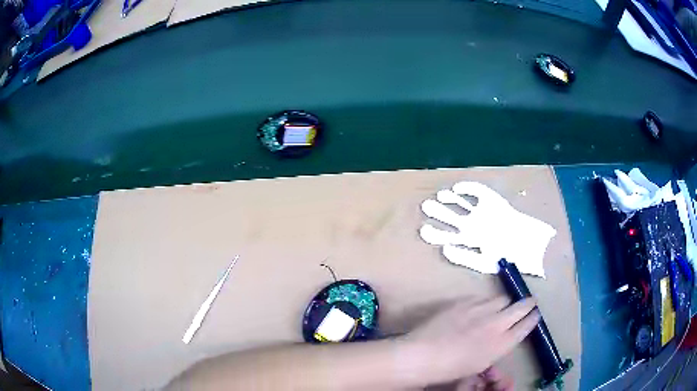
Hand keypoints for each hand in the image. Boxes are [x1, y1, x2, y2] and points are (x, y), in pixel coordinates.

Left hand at [398, 297, 538, 386]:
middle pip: (521, 307)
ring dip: (505, 303)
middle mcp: (497, 323)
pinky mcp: (465, 302)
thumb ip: (496, 347)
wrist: (424, 354)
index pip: (526, 326)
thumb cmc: (451, 369)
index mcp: (502, 344)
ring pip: (502, 299)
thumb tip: (502, 337)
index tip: (536, 314)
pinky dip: (485, 302)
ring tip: (502, 307)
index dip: (533, 319)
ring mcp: (481, 310)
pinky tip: (479, 308)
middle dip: (529, 303)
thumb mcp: (480, 363)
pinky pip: (482, 297)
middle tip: (532, 301)